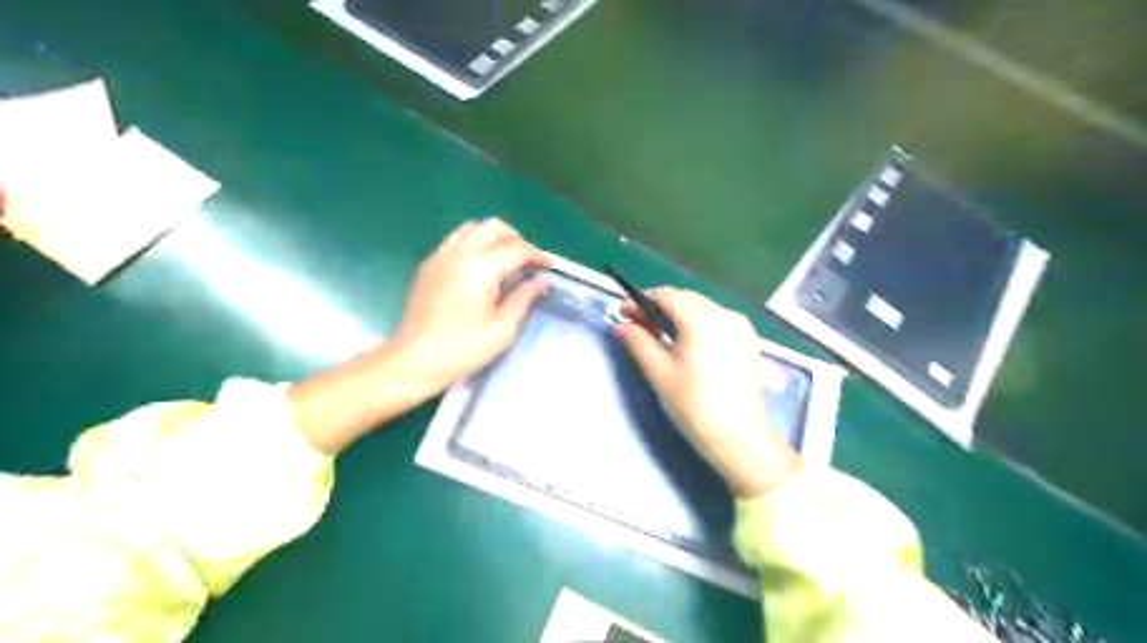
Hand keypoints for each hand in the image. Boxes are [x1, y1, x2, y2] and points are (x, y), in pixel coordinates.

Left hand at [292, 218, 549, 453]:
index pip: (517, 250)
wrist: (414, 360)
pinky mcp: (428, 265)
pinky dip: (474, 245)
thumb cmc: (463, 348)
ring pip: (472, 228)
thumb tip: (542, 280)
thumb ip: (524, 297)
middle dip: (516, 239)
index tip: (549, 266)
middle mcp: (459, 252)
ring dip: (493, 238)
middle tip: (528, 262)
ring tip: (504, 261)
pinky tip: (479, 270)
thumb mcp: (503, 327)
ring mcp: (440, 255)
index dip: (537, 256)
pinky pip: (455, 240)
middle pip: (494, 227)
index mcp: (481, 266)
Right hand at [613, 289, 800, 496]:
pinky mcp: (748, 340)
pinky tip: (686, 341)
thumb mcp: (659, 372)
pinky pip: (717, 320)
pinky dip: (698, 323)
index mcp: (700, 319)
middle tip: (637, 324)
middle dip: (659, 306)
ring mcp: (740, 326)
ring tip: (659, 333)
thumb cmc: (693, 405)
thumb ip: (638, 342)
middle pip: (685, 299)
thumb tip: (620, 325)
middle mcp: (724, 314)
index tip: (623, 312)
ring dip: (679, 314)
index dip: (641, 301)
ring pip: (702, 308)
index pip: (665, 296)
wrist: (738, 437)